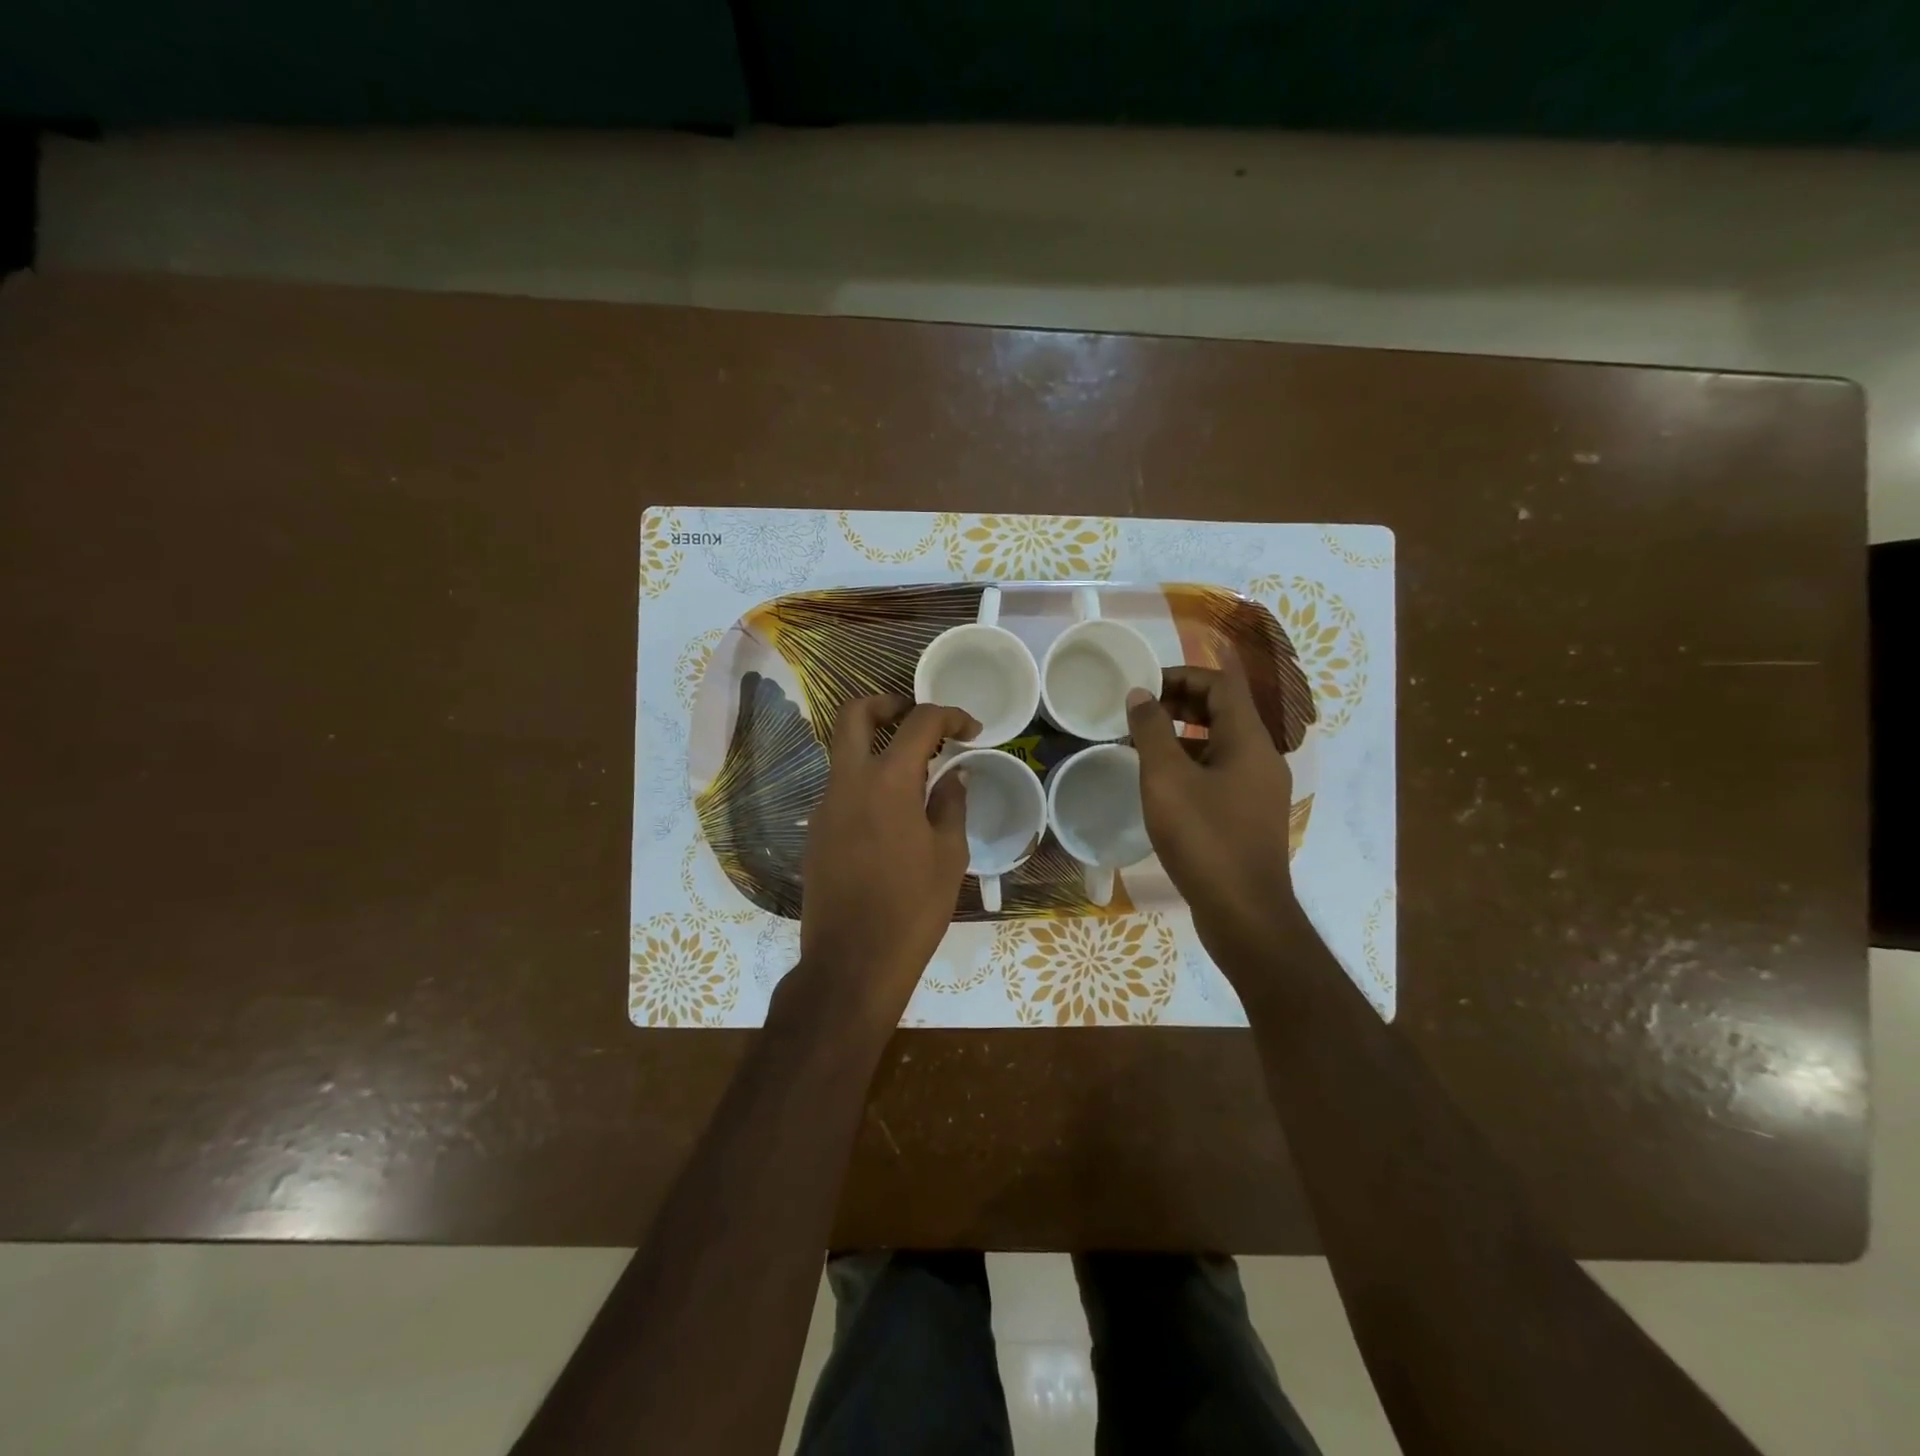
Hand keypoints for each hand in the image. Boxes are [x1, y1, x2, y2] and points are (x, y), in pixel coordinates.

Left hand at [798, 694, 977, 1023]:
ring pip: (844, 752)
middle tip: (918, 719)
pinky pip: (841, 788)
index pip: (919, 722)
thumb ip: (951, 803)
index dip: (949, 716)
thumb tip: (953, 775)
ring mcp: (825, 806)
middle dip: (888, 704)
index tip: (971, 729)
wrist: (853, 962)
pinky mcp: (816, 831)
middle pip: (855, 715)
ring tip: (916, 772)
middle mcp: (848, 782)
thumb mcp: (948, 854)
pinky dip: (867, 781)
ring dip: (876, 745)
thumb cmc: (912, 907)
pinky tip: (894, 813)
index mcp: (887, 781)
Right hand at [1126, 662, 1305, 968]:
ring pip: (1220, 744)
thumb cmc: (1204, 838)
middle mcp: (1261, 758)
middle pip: (1223, 711)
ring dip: (1182, 734)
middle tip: (1138, 711)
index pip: (1221, 683)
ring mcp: (1258, 789)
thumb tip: (1140, 694)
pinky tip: (1160, 783)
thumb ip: (1151, 731)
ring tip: (1141, 744)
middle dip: (1180, 702)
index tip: (1144, 684)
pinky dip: (1191, 764)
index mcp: (1248, 740)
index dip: (1182, 674)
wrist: (1244, 913)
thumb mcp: (1167, 779)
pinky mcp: (1248, 816)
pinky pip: (1220, 773)